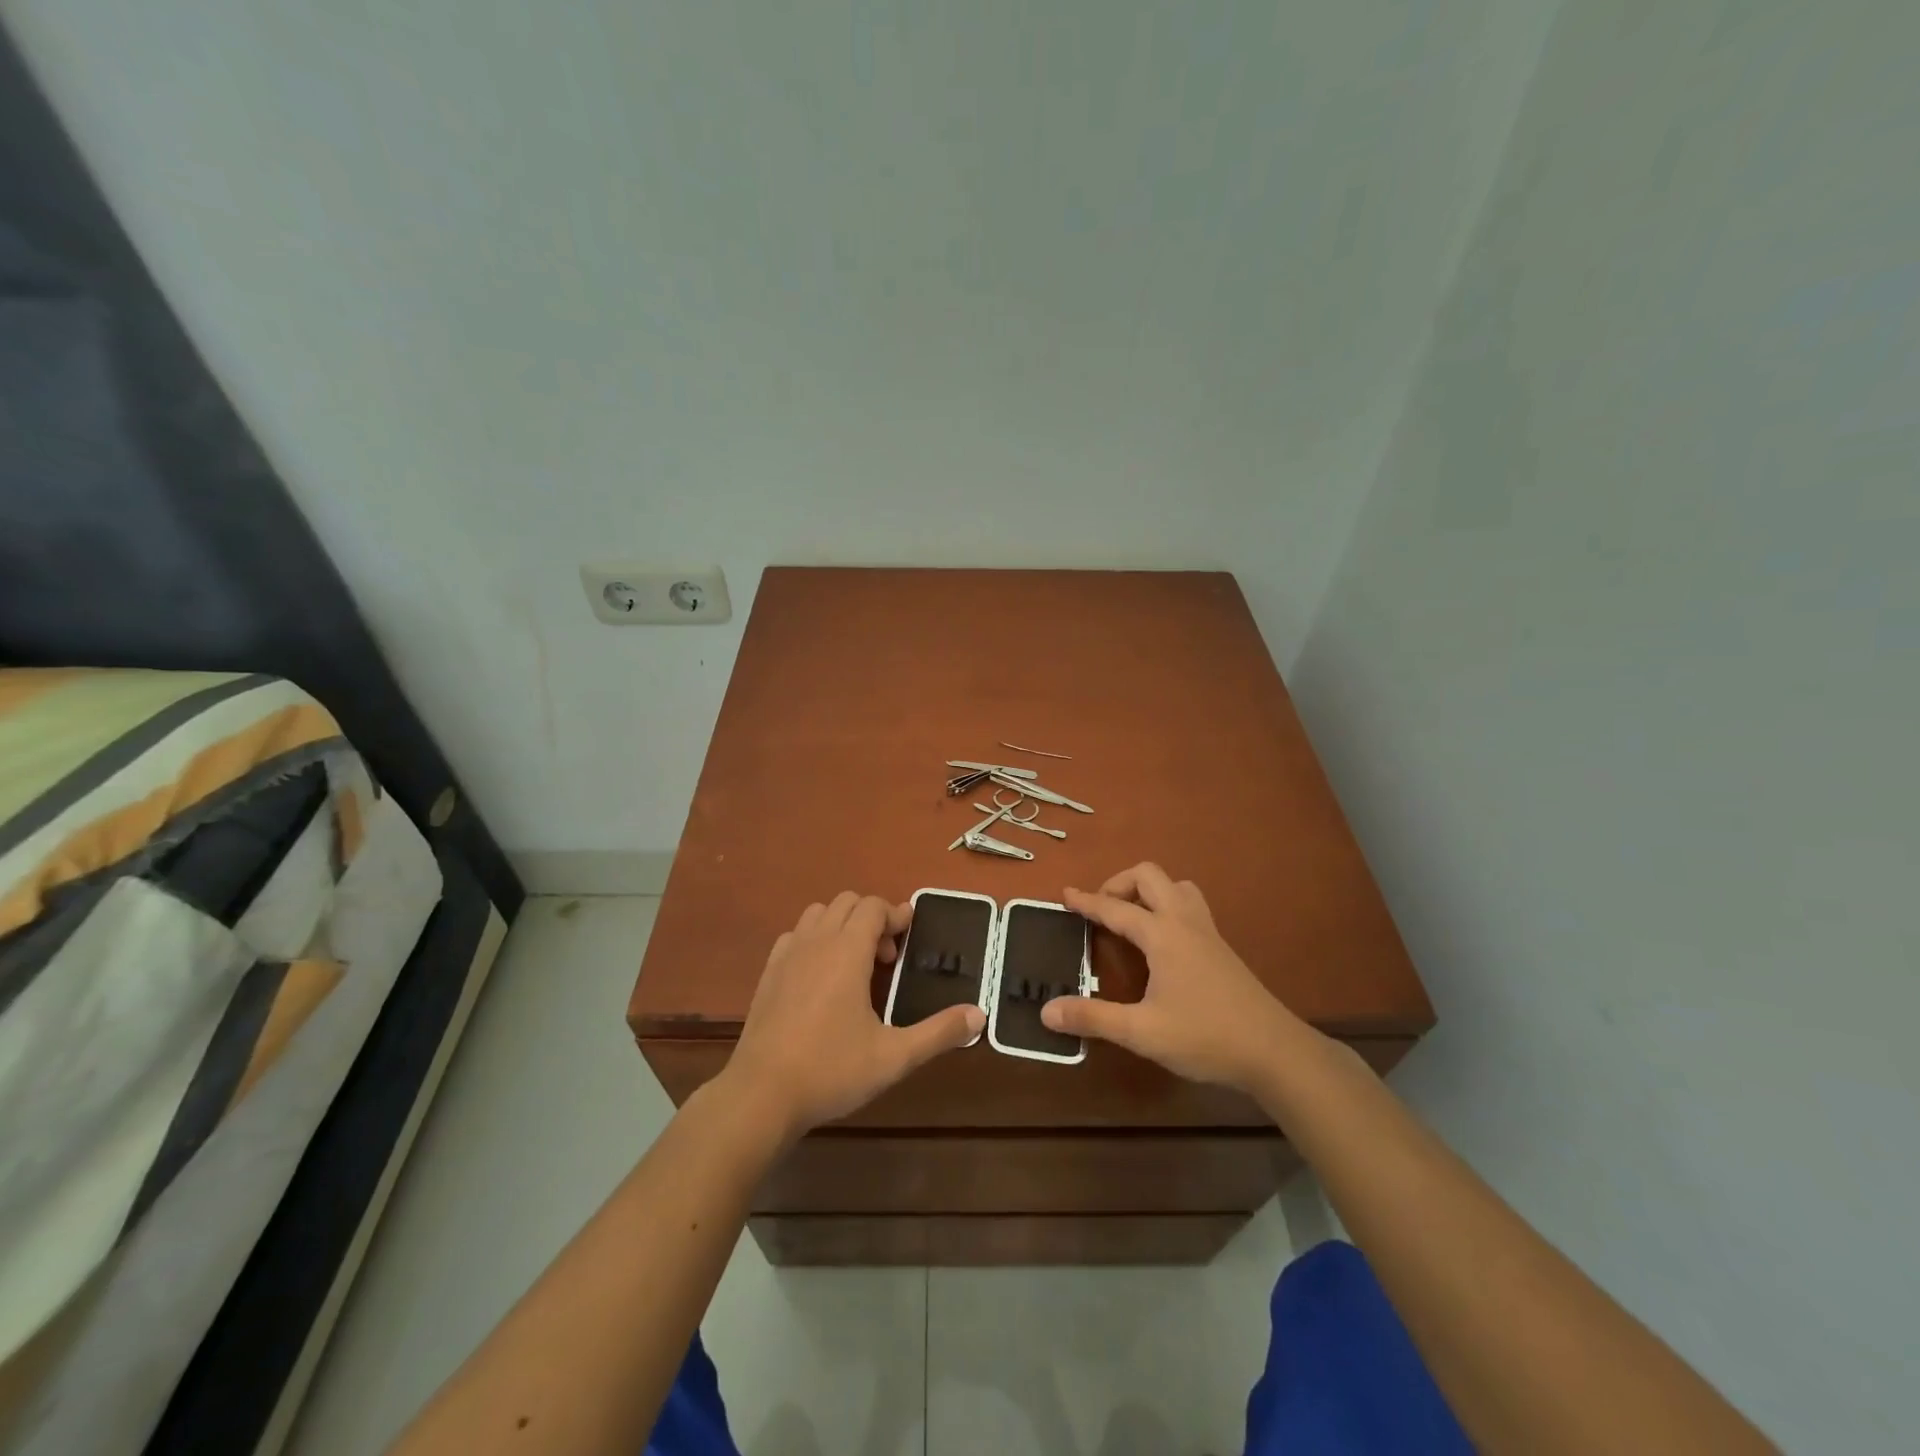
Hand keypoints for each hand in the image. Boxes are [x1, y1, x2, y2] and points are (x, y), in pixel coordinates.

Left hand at [721, 892, 984, 1140]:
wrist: (761, 1094)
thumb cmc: (831, 1070)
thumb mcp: (894, 1056)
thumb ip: (939, 1033)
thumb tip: (980, 1016)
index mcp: (846, 951)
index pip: (872, 906)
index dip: (896, 914)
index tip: (911, 933)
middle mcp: (816, 941)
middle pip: (846, 902)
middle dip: (872, 918)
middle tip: (887, 958)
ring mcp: (787, 955)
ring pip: (818, 913)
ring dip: (842, 924)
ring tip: (855, 963)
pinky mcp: (768, 973)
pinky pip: (795, 935)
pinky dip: (814, 940)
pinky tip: (821, 976)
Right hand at [1041, 863, 1306, 1094]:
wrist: (1274, 1051)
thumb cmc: (1205, 1037)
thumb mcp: (1142, 1032)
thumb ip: (1093, 1018)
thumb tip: (1046, 1011)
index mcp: (1163, 934)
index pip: (1115, 908)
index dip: (1087, 901)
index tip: (1064, 894)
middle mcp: (1184, 922)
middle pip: (1150, 876)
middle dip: (1119, 883)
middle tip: (1101, 908)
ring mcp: (1207, 932)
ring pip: (1176, 886)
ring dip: (1149, 890)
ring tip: (1131, 917)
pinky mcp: (1221, 947)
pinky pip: (1190, 905)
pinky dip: (1167, 906)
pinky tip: (1161, 940)